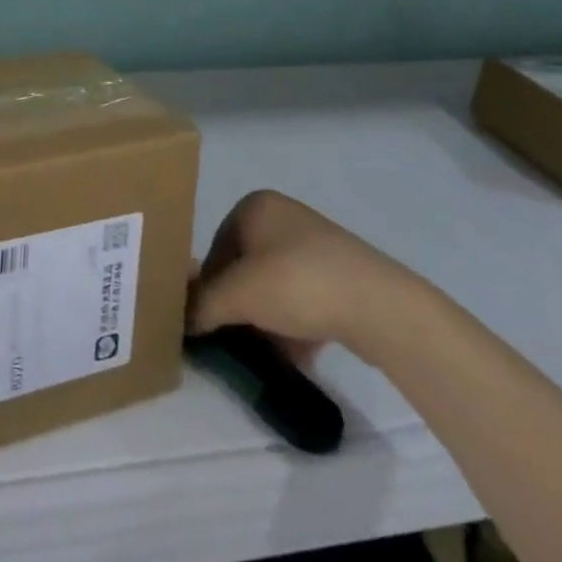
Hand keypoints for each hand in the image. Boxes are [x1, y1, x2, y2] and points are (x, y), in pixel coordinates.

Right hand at [188, 189, 416, 360]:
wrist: (381, 307)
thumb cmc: (297, 283)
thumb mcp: (237, 295)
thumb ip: (202, 305)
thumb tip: (180, 320)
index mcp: (255, 206)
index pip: (215, 247)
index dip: (209, 286)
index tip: (212, 320)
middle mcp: (283, 216)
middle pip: (245, 267)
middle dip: (239, 305)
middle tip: (235, 337)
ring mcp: (316, 245)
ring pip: (274, 285)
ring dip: (266, 319)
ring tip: (264, 352)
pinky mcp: (342, 275)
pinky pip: (304, 298)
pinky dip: (294, 324)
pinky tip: (295, 355)